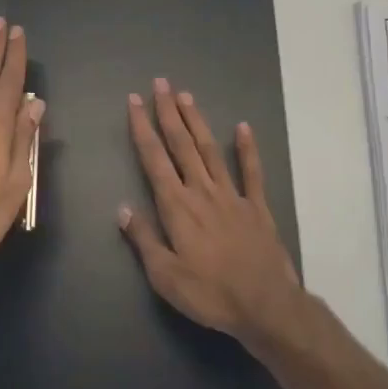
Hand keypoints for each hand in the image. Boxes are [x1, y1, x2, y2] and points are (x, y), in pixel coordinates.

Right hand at [118, 78, 304, 345]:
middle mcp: (202, 191)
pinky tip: (243, 127)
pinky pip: (251, 171)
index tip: (133, 101)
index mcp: (177, 207)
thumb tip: (123, 208)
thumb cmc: (209, 294)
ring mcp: (232, 195)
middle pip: (181, 144)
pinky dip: (247, 148)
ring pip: (210, 150)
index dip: (142, 128)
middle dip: (168, 112)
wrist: (265, 304)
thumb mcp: (165, 276)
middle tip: (161, 83)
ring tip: (187, 96)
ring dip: (197, 121)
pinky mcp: (256, 206)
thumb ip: (144, 239)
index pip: (154, 159)